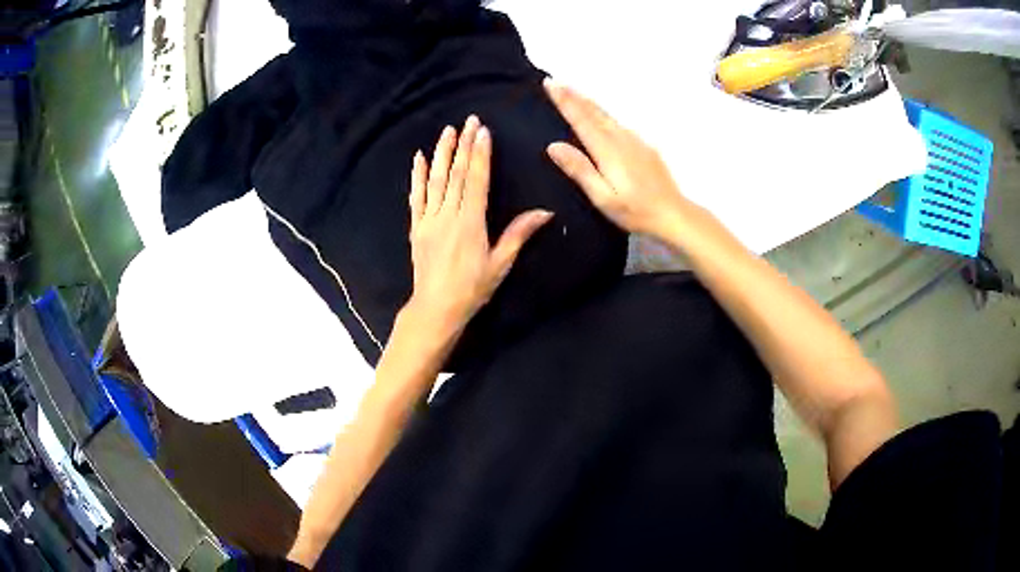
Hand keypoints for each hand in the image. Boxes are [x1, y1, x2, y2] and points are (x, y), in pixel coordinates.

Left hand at [407, 115, 553, 334]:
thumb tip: (545, 212)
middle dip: (463, 145)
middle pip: (456, 173)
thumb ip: (519, 234)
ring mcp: (429, 219)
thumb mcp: (501, 263)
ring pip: (435, 180)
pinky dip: (417, 177)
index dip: (480, 153)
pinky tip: (418, 159)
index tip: (483, 131)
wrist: (436, 308)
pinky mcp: (417, 227)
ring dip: (441, 153)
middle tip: (468, 120)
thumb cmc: (472, 288)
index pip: (476, 179)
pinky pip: (416, 197)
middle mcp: (448, 214)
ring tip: (447, 131)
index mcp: (471, 221)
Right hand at [543, 79, 697, 240]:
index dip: (564, 100)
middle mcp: (621, 138)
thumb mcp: (603, 197)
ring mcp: (636, 141)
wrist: (674, 214)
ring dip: (588, 102)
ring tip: (574, 93)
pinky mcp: (645, 147)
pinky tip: (602, 117)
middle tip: (556, 81)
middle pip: (594, 111)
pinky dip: (604, 115)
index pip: (581, 118)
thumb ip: (580, 170)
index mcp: (607, 150)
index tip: (550, 83)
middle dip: (574, 95)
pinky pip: (619, 123)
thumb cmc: (635, 211)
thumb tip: (553, 146)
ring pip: (607, 115)